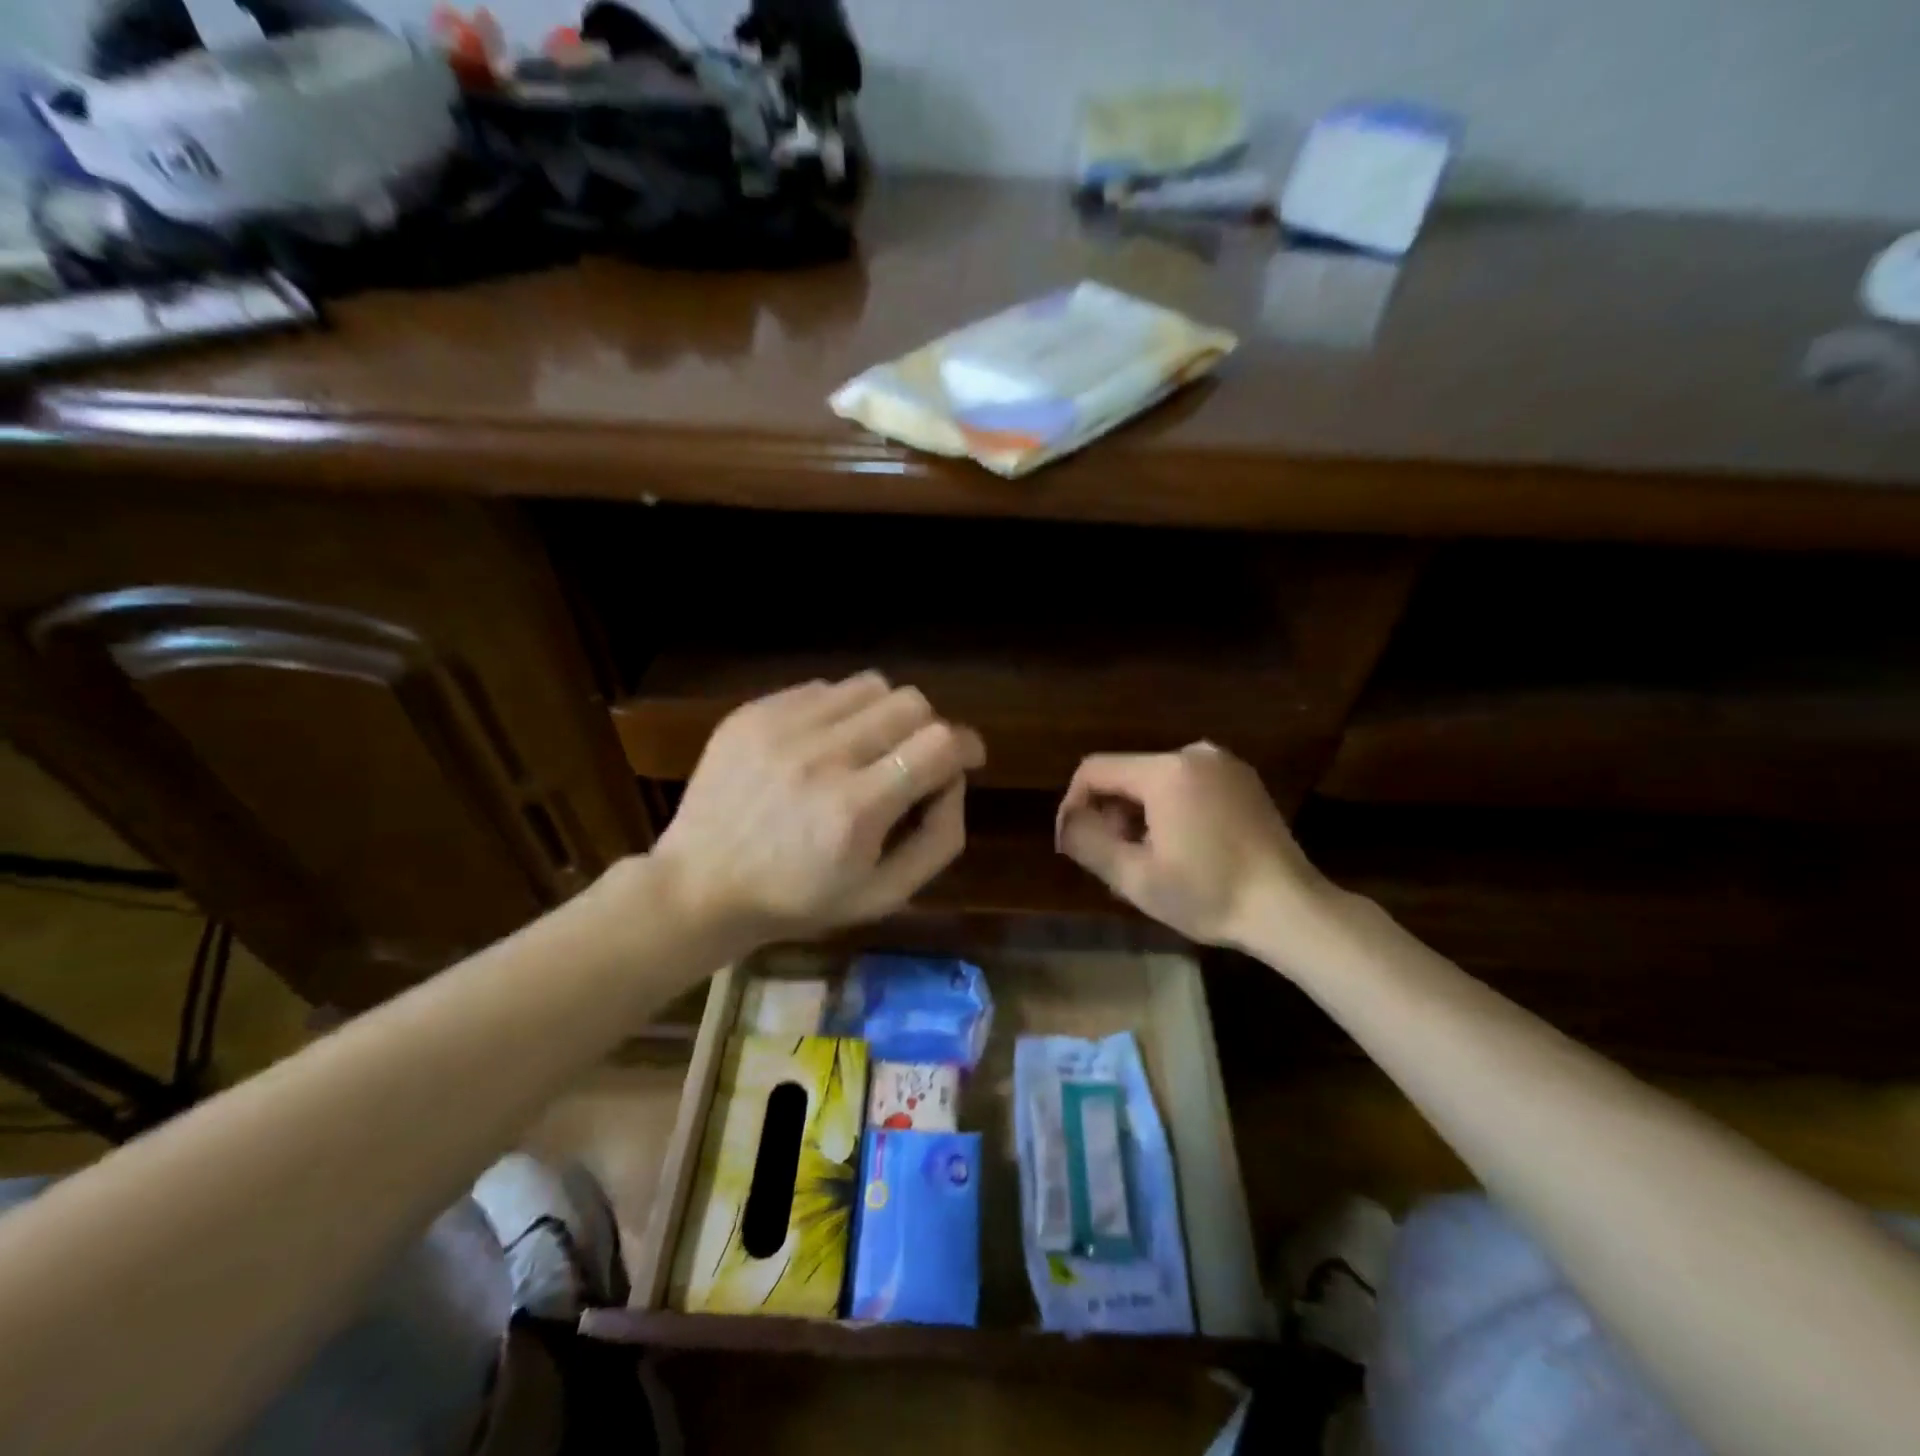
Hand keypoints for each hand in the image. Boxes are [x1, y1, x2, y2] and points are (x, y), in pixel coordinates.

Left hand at [652, 673, 984, 943]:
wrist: (700, 884)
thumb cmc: (798, 900)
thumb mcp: (883, 896)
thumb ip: (938, 840)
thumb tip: (955, 782)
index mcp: (856, 809)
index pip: (939, 744)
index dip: (967, 745)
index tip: (967, 759)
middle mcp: (822, 756)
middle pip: (910, 703)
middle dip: (930, 729)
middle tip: (916, 759)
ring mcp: (782, 727)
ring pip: (870, 686)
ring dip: (887, 714)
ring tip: (871, 747)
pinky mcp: (753, 712)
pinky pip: (824, 689)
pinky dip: (842, 711)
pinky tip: (826, 744)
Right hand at [1055, 742, 1329, 952]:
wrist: (1290, 908)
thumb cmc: (1209, 894)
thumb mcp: (1135, 877)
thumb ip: (1088, 842)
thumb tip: (1067, 822)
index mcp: (1166, 771)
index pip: (1095, 770)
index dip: (1073, 804)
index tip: (1072, 842)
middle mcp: (1194, 754)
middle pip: (1127, 774)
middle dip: (1110, 813)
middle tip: (1114, 859)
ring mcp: (1224, 765)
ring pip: (1155, 780)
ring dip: (1138, 814)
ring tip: (1147, 859)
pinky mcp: (1243, 780)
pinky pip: (1186, 785)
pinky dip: (1169, 809)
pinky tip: (1180, 847)